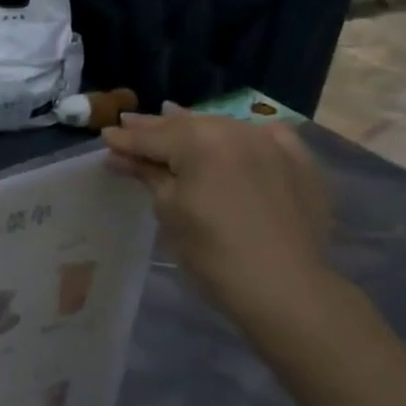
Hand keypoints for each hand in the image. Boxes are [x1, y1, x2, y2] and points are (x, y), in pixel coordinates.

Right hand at [103, 106, 333, 325]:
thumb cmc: (211, 251)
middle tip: (130, 122)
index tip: (105, 136)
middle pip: (187, 125)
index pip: (152, 137)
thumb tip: (118, 155)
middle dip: (157, 127)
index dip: (126, 138)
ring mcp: (272, 143)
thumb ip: (147, 174)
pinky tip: (235, 137)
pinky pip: (266, 137)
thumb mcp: (169, 210)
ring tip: (172, 120)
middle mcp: (236, 131)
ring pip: (223, 127)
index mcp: (200, 142)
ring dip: (196, 127)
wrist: (283, 285)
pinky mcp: (299, 162)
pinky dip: (243, 135)